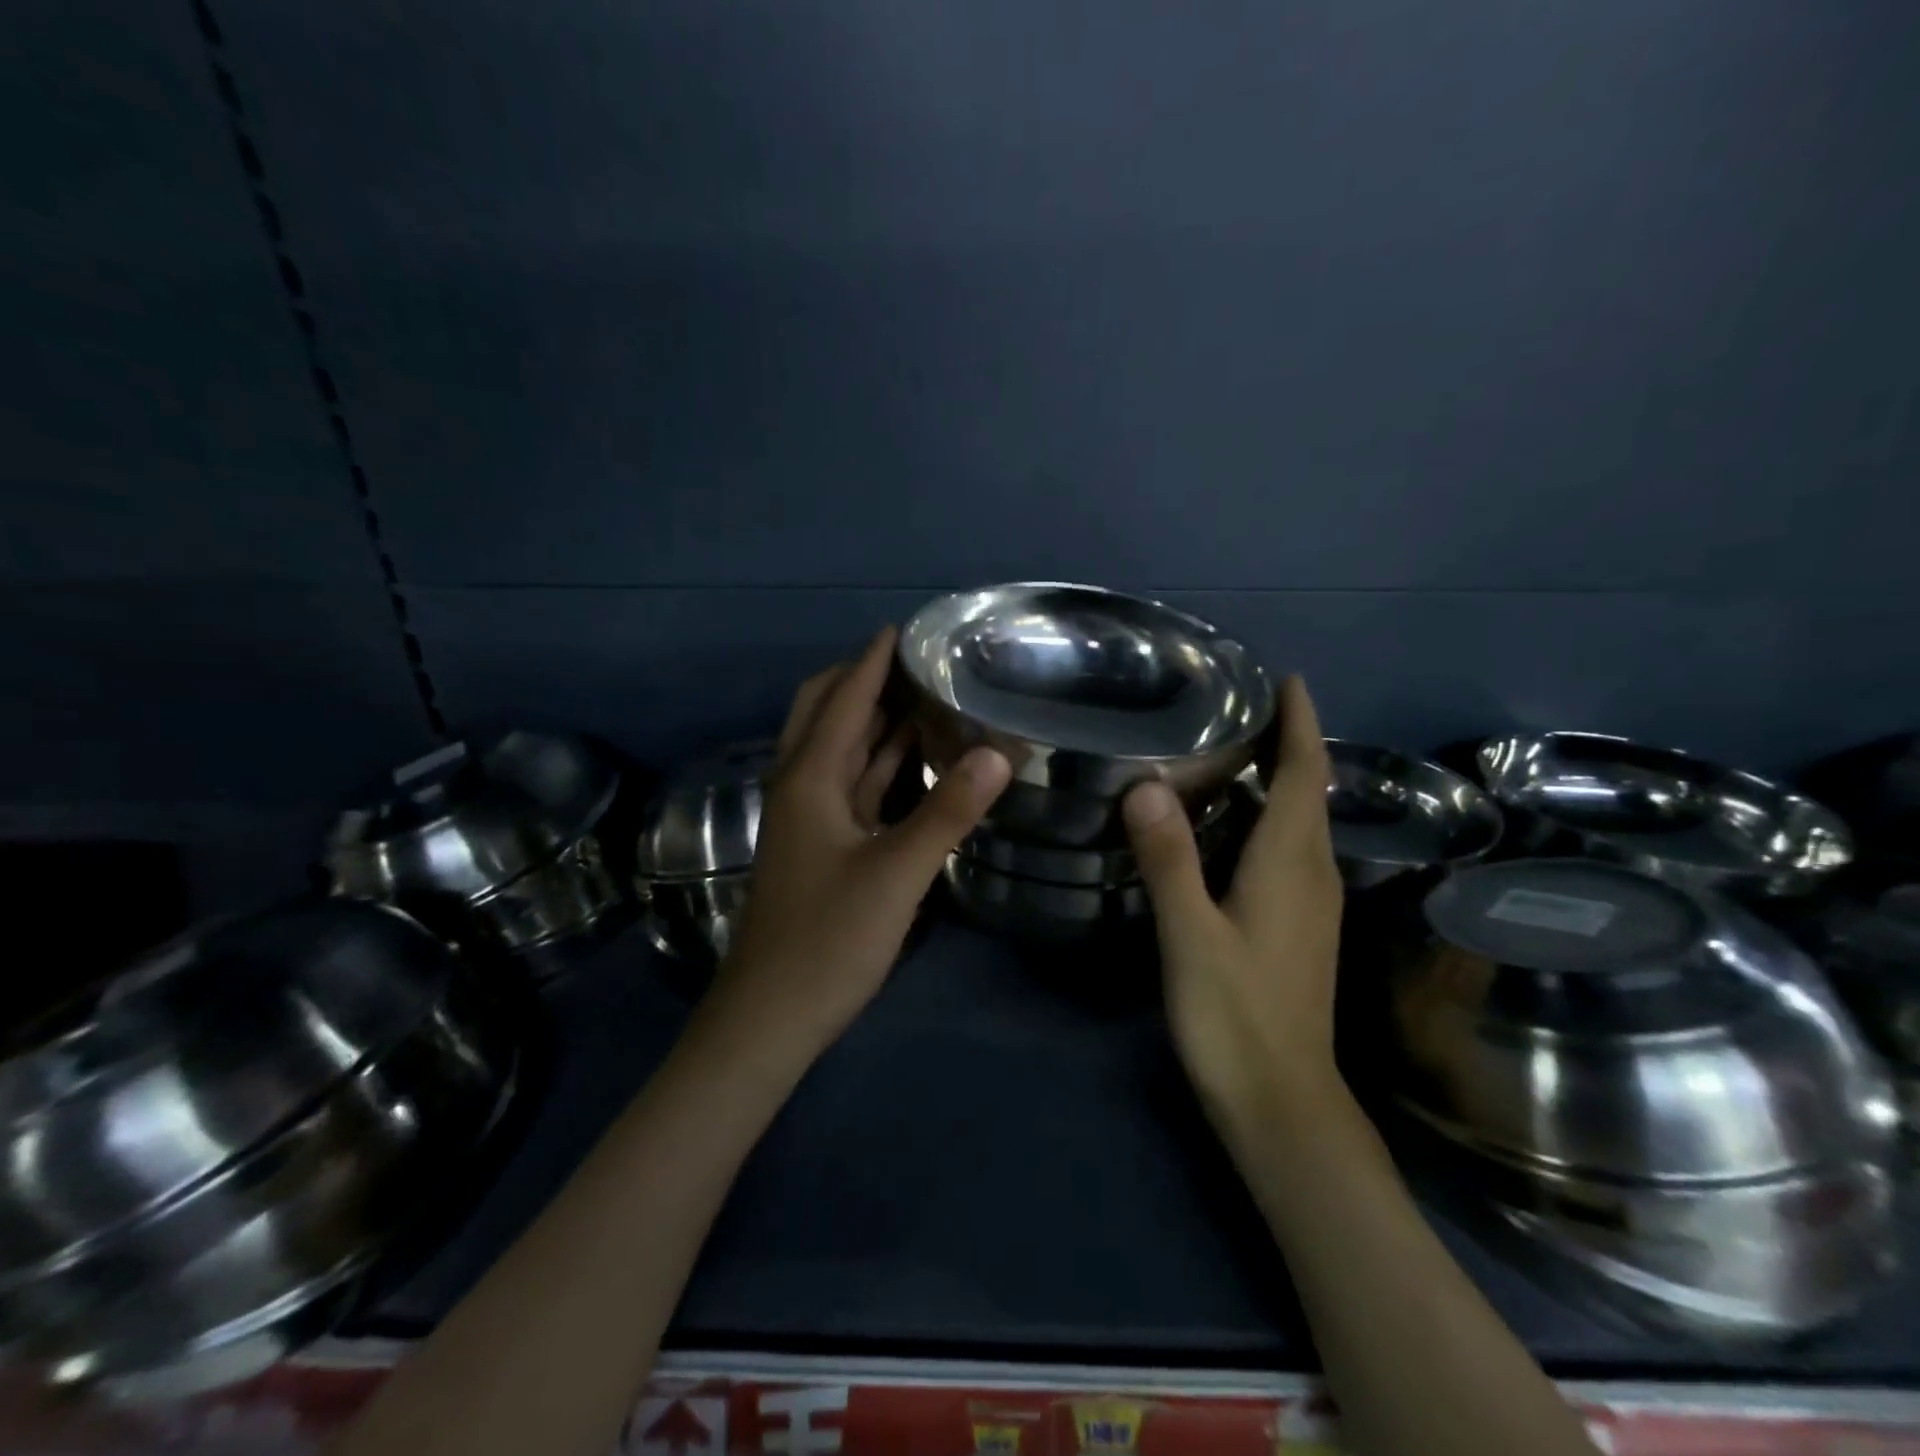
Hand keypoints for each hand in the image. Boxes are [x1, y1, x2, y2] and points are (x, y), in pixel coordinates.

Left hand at [710, 627, 1011, 1059]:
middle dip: (864, 680)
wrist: (772, 1015)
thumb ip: (948, 811)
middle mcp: (802, 785)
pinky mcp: (823, 845)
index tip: (905, 627)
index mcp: (809, 778)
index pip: (843, 699)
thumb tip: (999, 752)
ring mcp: (810, 817)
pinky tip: (914, 758)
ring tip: (924, 694)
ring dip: (874, 719)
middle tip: (917, 661)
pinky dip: (880, 762)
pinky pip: (853, 784)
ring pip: (841, 750)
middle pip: (826, 712)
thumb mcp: (896, 873)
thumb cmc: (828, 940)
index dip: (872, 661)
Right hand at [1121, 676, 1343, 1118]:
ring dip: (1272, 779)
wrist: (1282, 1102)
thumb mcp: (1191, 934)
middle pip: (1305, 790)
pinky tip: (1224, 822)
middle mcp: (1312, 872)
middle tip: (1233, 704)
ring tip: (1224, 748)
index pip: (1304, 774)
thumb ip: (1169, 859)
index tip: (1287, 678)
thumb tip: (1147, 786)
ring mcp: (1310, 901)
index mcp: (1292, 862)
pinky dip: (1262, 817)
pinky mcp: (1297, 924)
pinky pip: (1286, 849)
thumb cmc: (1235, 1016)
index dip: (1301, 723)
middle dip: (1284, 741)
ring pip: (1296, 821)